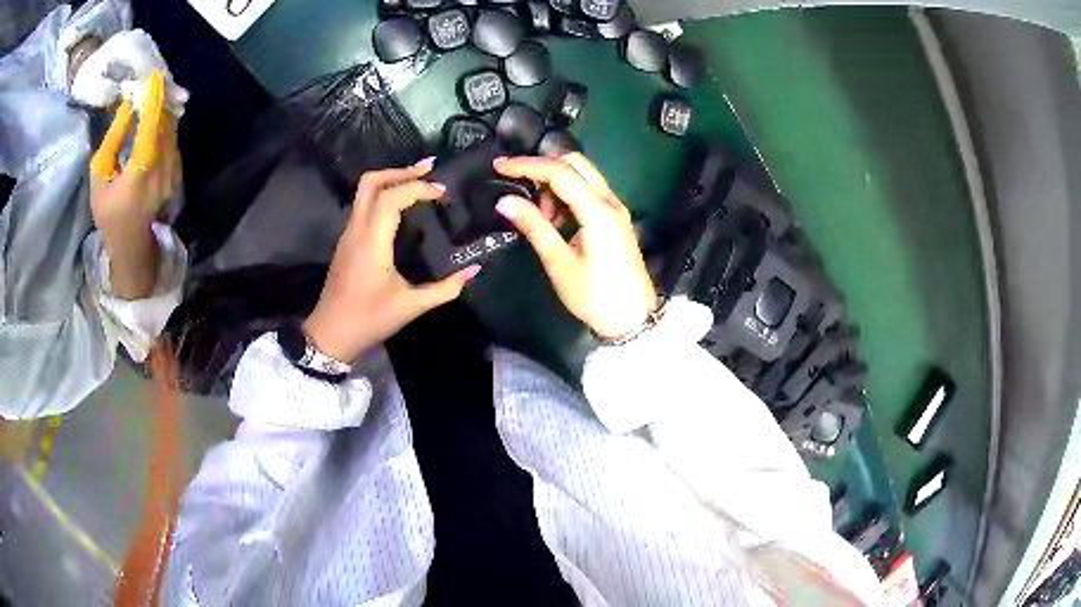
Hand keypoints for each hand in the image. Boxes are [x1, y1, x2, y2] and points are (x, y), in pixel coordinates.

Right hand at [89, 70, 180, 299]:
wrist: (130, 241)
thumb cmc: (108, 211)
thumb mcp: (100, 175)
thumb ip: (114, 139)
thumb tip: (128, 107)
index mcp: (141, 169)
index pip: (152, 124)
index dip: (154, 98)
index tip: (154, 76)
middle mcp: (163, 168)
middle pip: (166, 124)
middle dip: (160, 100)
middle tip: (152, 84)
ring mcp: (173, 173)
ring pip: (172, 131)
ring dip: (164, 111)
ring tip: (155, 96)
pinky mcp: (177, 174)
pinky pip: (173, 142)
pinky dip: (166, 127)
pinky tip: (158, 119)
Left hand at [303, 163, 480, 362]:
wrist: (331, 334)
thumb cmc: (369, 319)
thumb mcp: (411, 307)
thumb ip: (445, 288)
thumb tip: (474, 270)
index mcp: (371, 241)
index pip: (392, 197)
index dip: (418, 188)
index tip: (442, 192)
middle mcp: (356, 229)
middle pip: (371, 182)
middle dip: (400, 171)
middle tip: (429, 170)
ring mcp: (348, 233)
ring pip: (364, 191)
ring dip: (390, 180)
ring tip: (418, 181)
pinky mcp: (346, 241)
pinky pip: (362, 204)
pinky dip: (382, 194)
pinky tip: (401, 205)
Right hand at [494, 153, 657, 339]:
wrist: (632, 318)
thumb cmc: (595, 296)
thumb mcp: (560, 263)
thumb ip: (534, 227)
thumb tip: (504, 201)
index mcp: (598, 211)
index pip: (560, 172)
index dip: (527, 165)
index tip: (499, 167)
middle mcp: (610, 201)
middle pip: (575, 163)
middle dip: (542, 168)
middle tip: (517, 185)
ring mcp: (616, 208)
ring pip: (583, 176)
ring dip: (555, 184)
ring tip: (539, 216)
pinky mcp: (615, 218)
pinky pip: (589, 192)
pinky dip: (567, 196)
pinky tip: (555, 221)